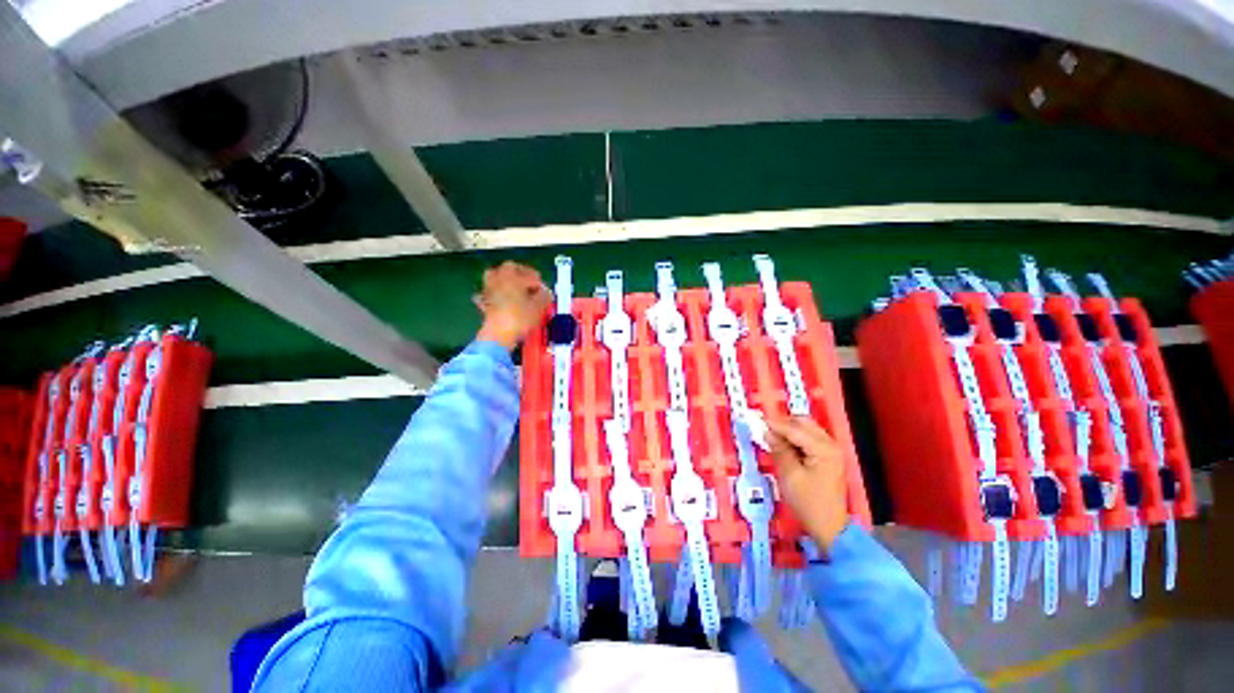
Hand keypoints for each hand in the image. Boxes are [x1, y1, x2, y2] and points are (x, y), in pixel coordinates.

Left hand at [474, 261, 551, 349]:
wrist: (498, 334)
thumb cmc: (521, 318)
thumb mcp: (539, 307)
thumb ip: (544, 296)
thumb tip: (545, 292)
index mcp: (514, 277)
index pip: (530, 275)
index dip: (539, 282)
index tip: (544, 290)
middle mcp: (500, 279)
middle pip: (509, 267)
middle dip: (521, 272)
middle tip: (530, 282)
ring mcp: (490, 289)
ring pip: (494, 276)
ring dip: (505, 278)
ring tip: (514, 287)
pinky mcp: (484, 302)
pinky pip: (488, 292)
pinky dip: (494, 293)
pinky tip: (500, 299)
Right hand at [767, 416, 848, 552]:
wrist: (829, 528)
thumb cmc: (808, 502)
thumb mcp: (789, 475)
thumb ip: (779, 450)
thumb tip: (767, 432)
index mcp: (823, 449)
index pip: (795, 429)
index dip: (775, 425)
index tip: (757, 421)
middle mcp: (831, 445)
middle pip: (804, 423)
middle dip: (784, 424)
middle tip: (765, 430)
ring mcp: (832, 451)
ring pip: (808, 429)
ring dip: (790, 430)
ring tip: (773, 438)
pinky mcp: (829, 458)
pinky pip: (810, 439)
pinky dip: (797, 438)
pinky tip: (785, 446)